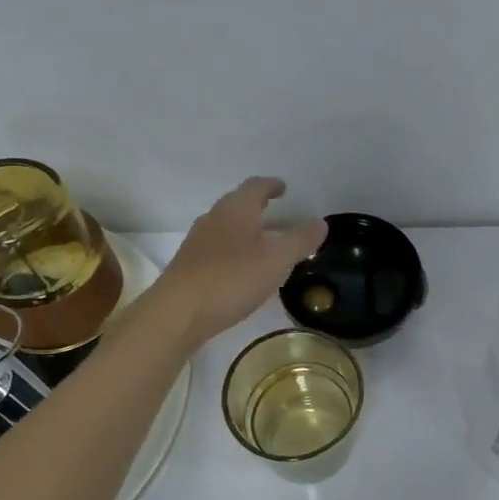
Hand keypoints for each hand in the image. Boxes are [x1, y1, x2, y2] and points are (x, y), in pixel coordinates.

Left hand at [153, 178, 325, 345]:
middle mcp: (214, 218)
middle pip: (239, 205)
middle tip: (279, 215)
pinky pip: (218, 249)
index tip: (284, 188)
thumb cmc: (232, 279)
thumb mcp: (277, 260)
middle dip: (259, 207)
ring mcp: (198, 242)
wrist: (178, 313)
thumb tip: (320, 222)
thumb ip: (301, 240)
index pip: (255, 186)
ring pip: (227, 227)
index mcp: (236, 210)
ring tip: (266, 244)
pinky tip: (244, 270)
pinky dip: (235, 251)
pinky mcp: (190, 265)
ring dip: (247, 231)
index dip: (271, 185)